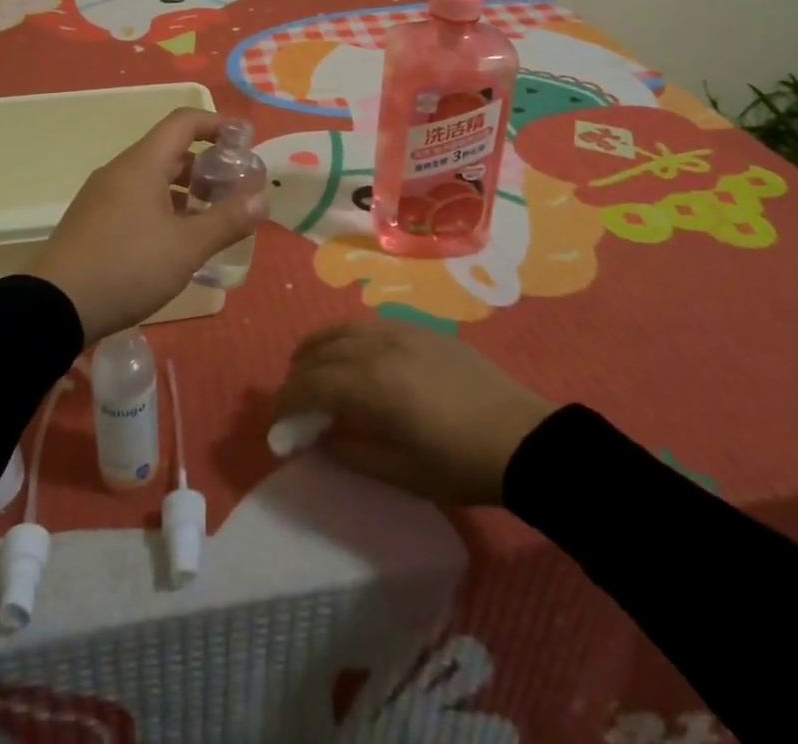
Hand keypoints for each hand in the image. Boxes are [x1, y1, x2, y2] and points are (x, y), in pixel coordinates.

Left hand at [30, 108, 267, 344]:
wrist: (53, 307)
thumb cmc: (127, 267)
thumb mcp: (185, 247)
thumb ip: (226, 221)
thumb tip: (262, 199)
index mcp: (142, 163)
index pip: (184, 122)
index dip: (217, 124)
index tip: (245, 141)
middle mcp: (121, 170)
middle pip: (170, 150)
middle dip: (206, 164)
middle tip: (233, 188)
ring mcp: (102, 195)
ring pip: (152, 177)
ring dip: (185, 189)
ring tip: (211, 217)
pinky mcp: (93, 220)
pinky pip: (136, 198)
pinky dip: (164, 206)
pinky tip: (175, 240)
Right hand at [274, 323, 554, 505]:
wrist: (523, 438)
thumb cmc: (462, 464)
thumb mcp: (404, 473)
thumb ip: (353, 453)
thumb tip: (319, 439)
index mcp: (373, 384)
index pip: (312, 384)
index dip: (286, 401)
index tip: (273, 421)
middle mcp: (380, 347)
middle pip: (322, 350)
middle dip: (298, 373)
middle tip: (290, 398)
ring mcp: (401, 332)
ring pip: (343, 329)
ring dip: (318, 347)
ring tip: (309, 367)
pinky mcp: (421, 329)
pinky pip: (369, 325)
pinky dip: (347, 337)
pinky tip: (352, 355)